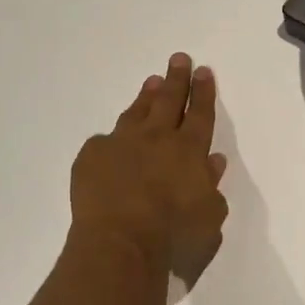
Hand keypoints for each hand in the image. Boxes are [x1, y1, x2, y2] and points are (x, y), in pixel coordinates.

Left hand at [70, 53, 229, 288]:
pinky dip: (113, 139)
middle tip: (179, 59)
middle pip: (169, 101)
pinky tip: (112, 139)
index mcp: (189, 151)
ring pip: (137, 112)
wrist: (118, 245)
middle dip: (177, 79)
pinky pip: (105, 141)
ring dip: (146, 96)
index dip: (203, 92)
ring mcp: (121, 143)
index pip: (200, 114)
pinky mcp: (92, 157)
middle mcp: (157, 139)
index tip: (203, 71)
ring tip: (151, 82)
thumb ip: (212, 186)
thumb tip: (212, 161)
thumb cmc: (173, 238)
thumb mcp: (209, 219)